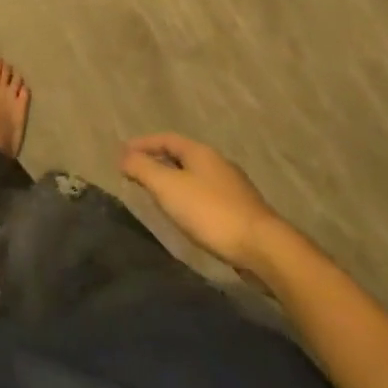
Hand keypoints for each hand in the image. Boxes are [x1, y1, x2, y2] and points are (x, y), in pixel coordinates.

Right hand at [120, 133, 281, 268]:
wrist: (264, 248)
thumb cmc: (211, 212)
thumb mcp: (168, 187)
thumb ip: (142, 168)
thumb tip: (123, 155)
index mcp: (200, 152)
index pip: (166, 139)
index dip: (143, 144)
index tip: (123, 153)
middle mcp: (218, 163)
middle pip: (182, 155)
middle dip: (158, 161)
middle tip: (137, 172)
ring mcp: (234, 187)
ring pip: (195, 176)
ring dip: (174, 180)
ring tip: (158, 194)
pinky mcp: (242, 211)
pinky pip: (207, 195)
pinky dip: (189, 198)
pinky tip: (187, 215)